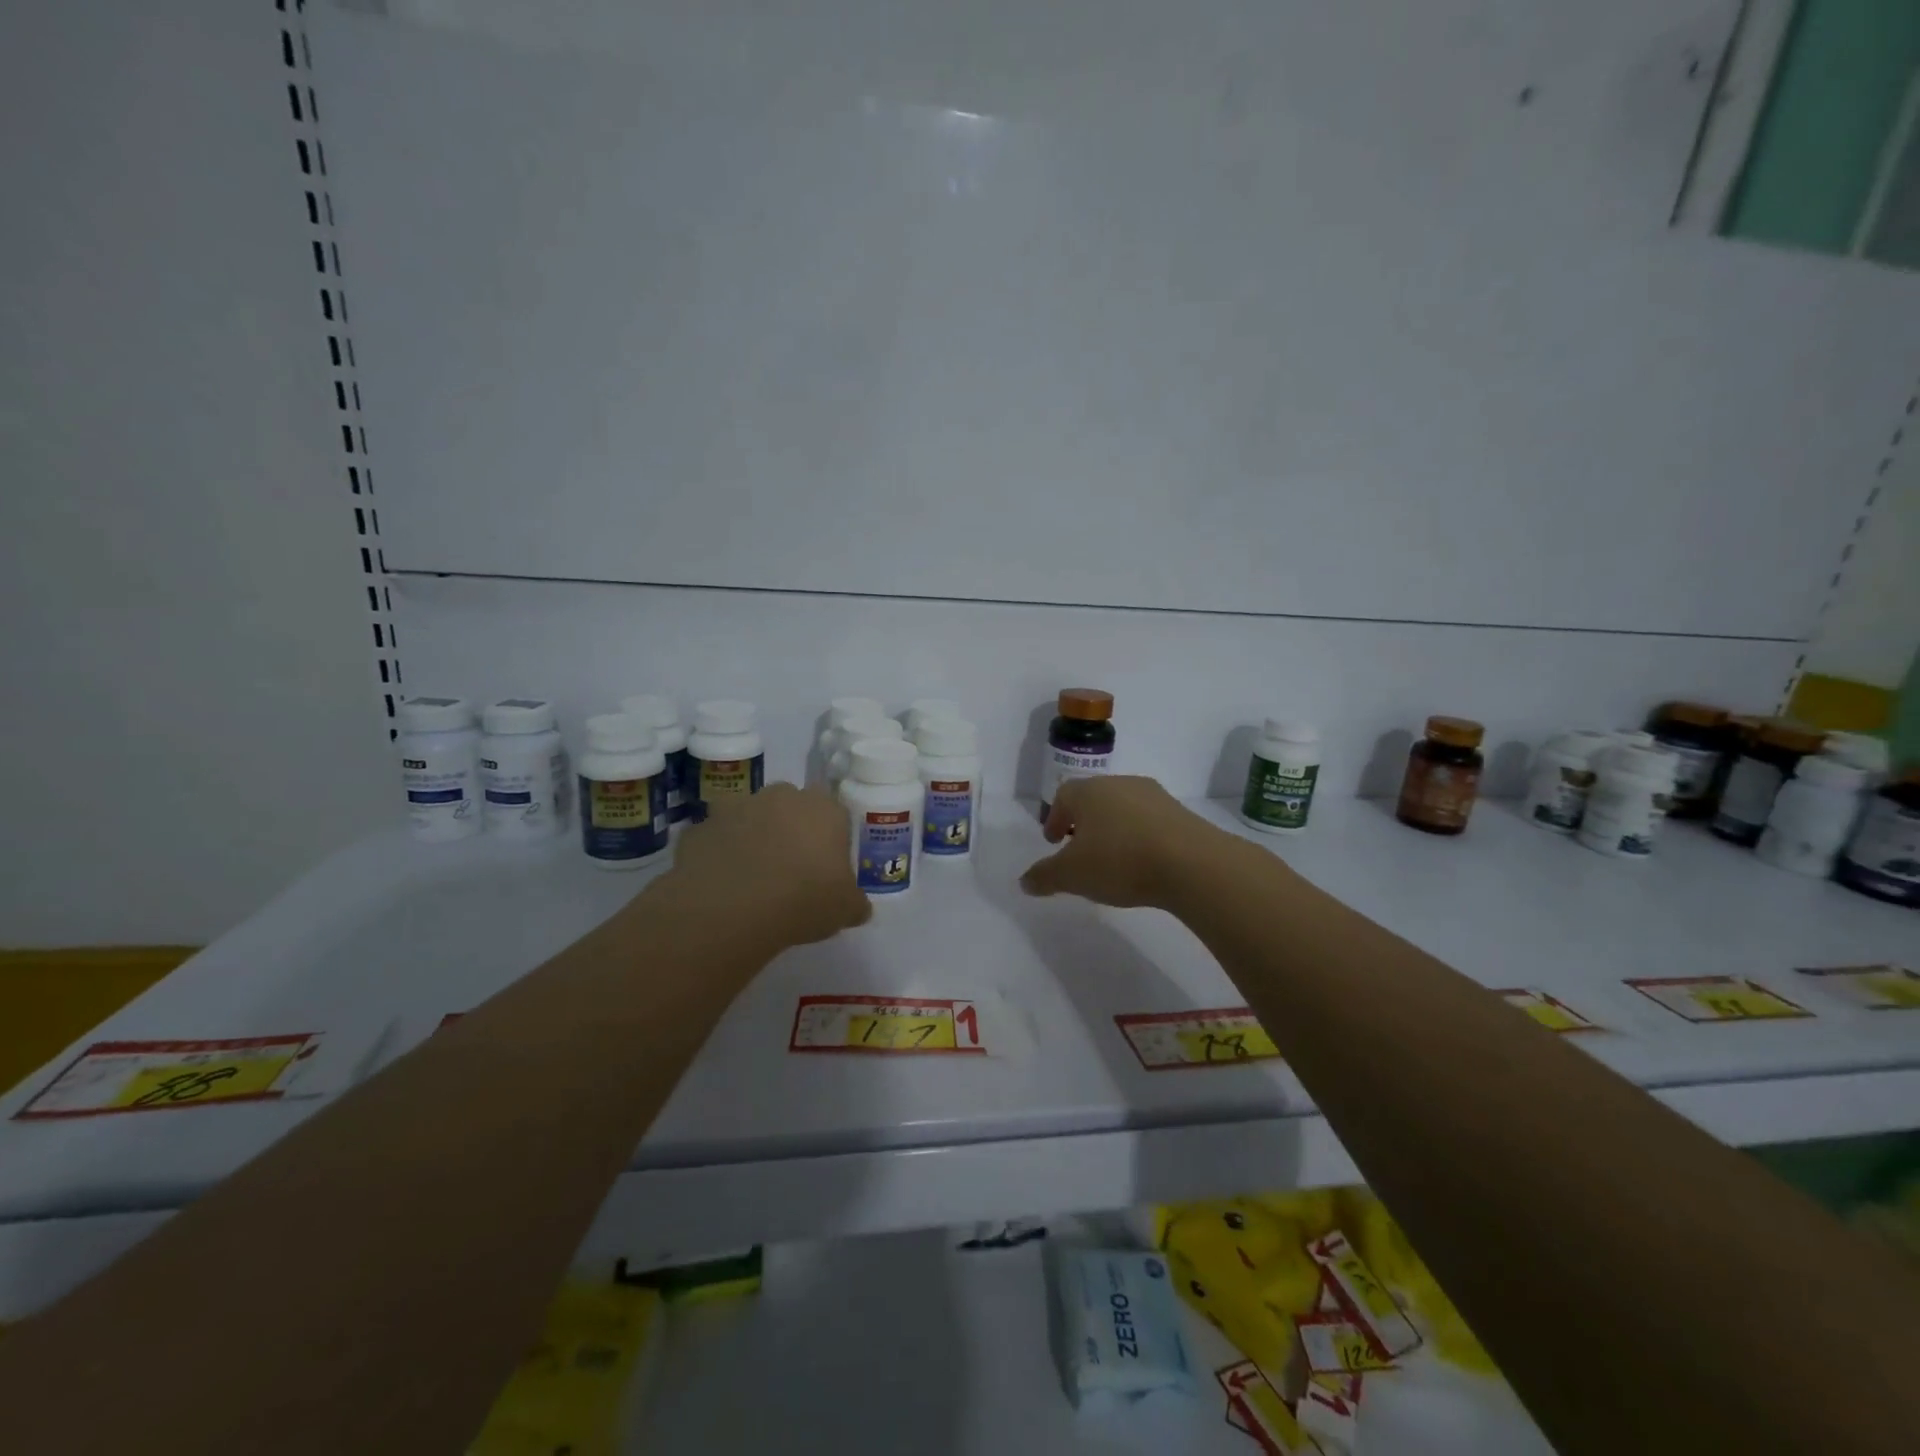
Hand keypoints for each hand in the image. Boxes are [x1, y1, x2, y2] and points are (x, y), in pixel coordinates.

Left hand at [664, 784, 871, 948]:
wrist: (731, 906)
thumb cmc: (803, 899)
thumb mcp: (845, 910)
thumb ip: (855, 903)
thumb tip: (859, 908)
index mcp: (824, 809)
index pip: (835, 814)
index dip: (831, 840)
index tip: (826, 868)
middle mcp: (782, 796)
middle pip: (792, 807)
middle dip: (791, 830)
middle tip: (791, 870)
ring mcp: (737, 807)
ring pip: (751, 817)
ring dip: (753, 837)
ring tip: (753, 878)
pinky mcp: (701, 826)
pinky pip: (716, 838)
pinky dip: (720, 854)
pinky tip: (722, 885)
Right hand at [1020, 775, 1226, 908]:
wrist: (1191, 863)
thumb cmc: (1120, 861)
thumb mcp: (1072, 875)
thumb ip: (1045, 876)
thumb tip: (1024, 881)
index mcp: (1088, 792)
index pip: (1064, 796)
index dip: (1055, 818)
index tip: (1054, 841)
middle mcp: (1119, 784)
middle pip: (1094, 798)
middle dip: (1083, 822)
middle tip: (1079, 847)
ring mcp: (1153, 796)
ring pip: (1123, 808)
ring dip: (1113, 828)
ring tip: (1112, 857)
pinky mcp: (1180, 813)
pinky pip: (1149, 821)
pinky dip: (1139, 836)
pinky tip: (1142, 861)